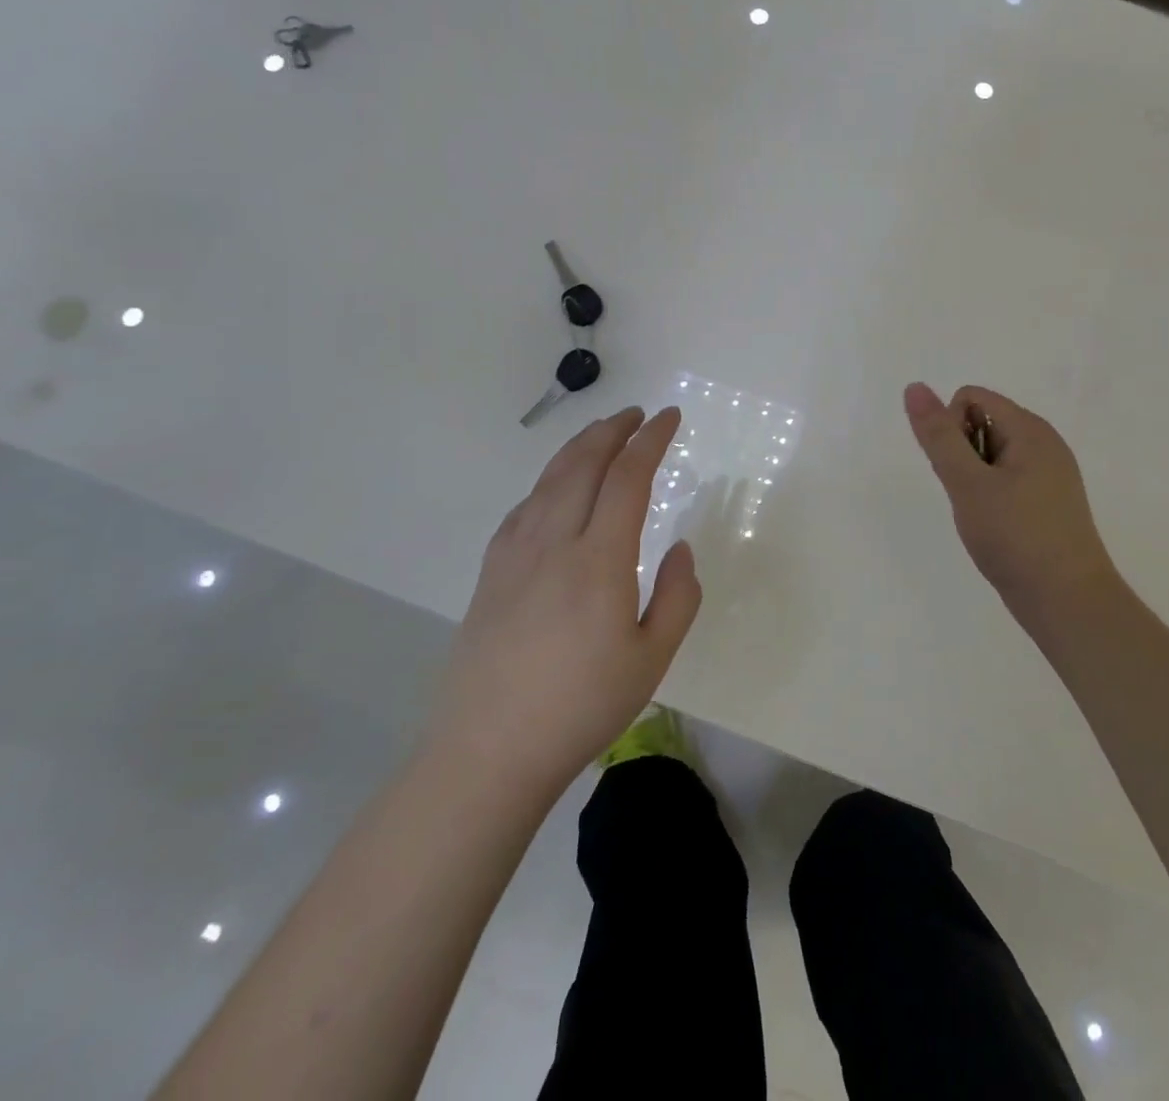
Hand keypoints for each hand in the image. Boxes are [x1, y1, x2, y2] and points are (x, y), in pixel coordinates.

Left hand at [424, 407, 702, 795]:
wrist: (488, 752)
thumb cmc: (582, 707)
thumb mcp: (652, 658)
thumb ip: (678, 596)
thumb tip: (681, 548)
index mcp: (599, 560)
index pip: (628, 478)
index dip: (651, 440)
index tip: (669, 418)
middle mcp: (553, 543)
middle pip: (582, 464)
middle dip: (613, 430)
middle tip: (637, 415)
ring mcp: (514, 556)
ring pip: (548, 480)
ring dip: (579, 448)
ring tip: (602, 435)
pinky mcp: (490, 573)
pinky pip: (523, 508)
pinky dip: (548, 482)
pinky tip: (555, 490)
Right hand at [903, 382, 1120, 628]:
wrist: (1068, 602)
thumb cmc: (1015, 537)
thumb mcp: (968, 483)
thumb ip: (939, 436)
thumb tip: (915, 386)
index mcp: (1030, 429)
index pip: (971, 398)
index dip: (951, 429)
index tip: (958, 472)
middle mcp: (1044, 443)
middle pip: (983, 423)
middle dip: (963, 455)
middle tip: (971, 498)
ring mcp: (1050, 474)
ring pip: (992, 456)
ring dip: (974, 479)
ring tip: (983, 517)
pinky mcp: (1049, 502)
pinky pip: (1007, 480)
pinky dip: (992, 497)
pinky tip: (996, 528)